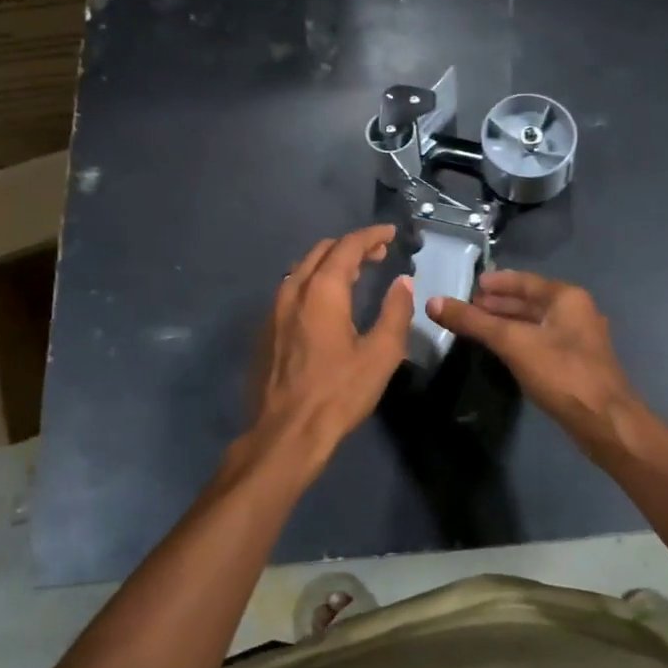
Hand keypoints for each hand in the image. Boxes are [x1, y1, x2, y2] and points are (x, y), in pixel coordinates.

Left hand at [243, 225, 413, 477]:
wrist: (285, 433)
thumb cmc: (338, 393)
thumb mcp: (381, 354)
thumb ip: (395, 312)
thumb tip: (402, 282)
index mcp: (322, 290)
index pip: (348, 246)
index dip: (371, 236)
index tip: (390, 234)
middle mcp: (293, 290)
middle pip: (321, 251)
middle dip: (351, 246)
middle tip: (377, 254)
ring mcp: (274, 310)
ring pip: (302, 269)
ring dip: (330, 263)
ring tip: (355, 274)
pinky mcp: (265, 330)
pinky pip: (291, 290)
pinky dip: (313, 282)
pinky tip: (326, 303)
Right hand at [428, 271, 640, 455]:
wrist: (604, 421)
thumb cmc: (561, 372)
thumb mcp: (512, 342)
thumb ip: (473, 322)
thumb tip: (433, 303)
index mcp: (566, 297)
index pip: (524, 281)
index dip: (496, 283)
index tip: (471, 285)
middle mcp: (576, 311)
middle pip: (530, 301)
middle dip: (499, 304)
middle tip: (467, 308)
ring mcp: (579, 339)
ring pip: (536, 323)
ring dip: (508, 323)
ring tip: (478, 327)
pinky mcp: (576, 363)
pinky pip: (541, 341)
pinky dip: (519, 340)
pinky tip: (501, 350)